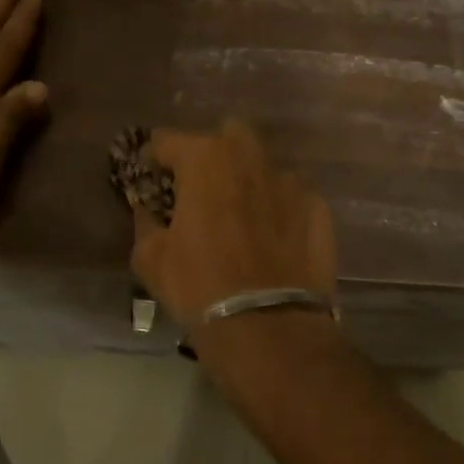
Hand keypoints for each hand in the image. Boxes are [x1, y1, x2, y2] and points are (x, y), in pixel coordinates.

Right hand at [129, 120, 336, 337]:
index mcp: (204, 159)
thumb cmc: (198, 286)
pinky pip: (290, 197)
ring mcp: (290, 181)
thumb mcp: (150, 258)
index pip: (168, 141)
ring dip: (248, 182)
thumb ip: (145, 222)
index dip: (155, 157)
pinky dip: (278, 209)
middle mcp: (249, 157)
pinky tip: (272, 240)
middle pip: (227, 136)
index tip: (151, 177)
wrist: (268, 327)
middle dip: (212, 154)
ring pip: (263, 166)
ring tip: (241, 217)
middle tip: (201, 189)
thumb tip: (148, 210)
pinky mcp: (318, 208)